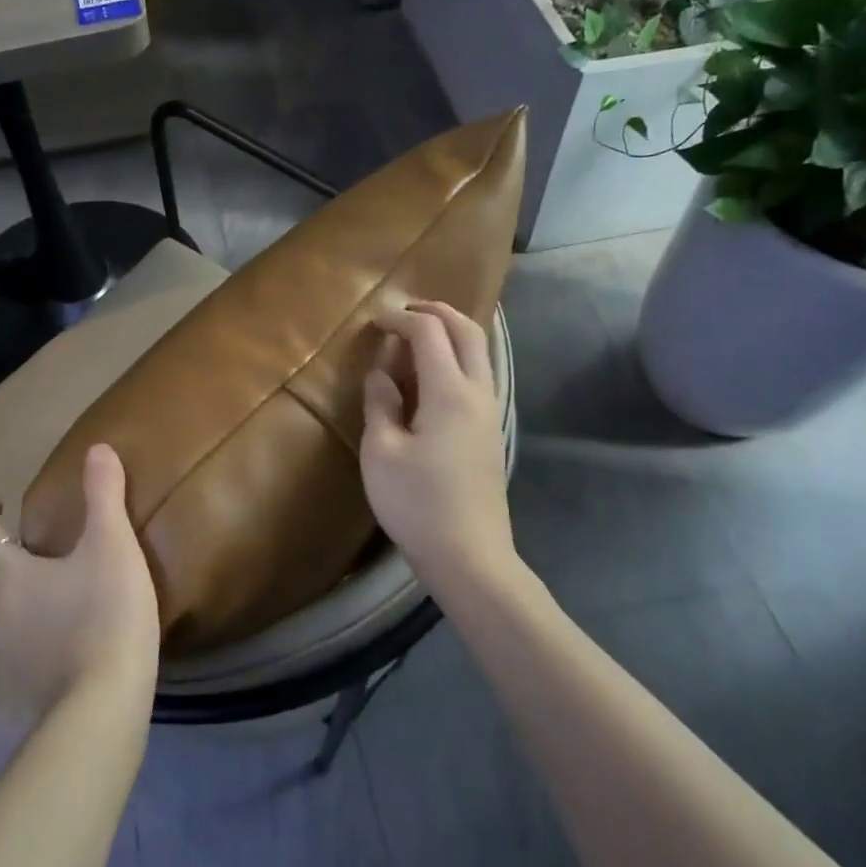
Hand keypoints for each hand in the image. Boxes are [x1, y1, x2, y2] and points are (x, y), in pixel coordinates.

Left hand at [0, 444, 160, 719]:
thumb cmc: (105, 615)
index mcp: (8, 574)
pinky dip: (5, 642)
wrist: (101, 705)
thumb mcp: (112, 546)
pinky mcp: (8, 692)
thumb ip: (104, 496)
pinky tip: (27, 647)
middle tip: (4, 544)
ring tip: (13, 592)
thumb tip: (97, 448)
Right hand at [362, 301, 515, 583]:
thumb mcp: (381, 452)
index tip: (375, 322)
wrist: (469, 556)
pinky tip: (433, 375)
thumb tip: (381, 374)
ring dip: (452, 332)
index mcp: (450, 392)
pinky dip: (458, 358)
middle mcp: (478, 393)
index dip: (400, 319)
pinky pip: (479, 375)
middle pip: (468, 331)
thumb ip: (380, 404)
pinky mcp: (490, 432)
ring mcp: (490, 413)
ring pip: (479, 353)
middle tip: (405, 310)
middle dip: (437, 311)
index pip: (429, 332)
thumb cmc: (417, 503)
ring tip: (419, 335)